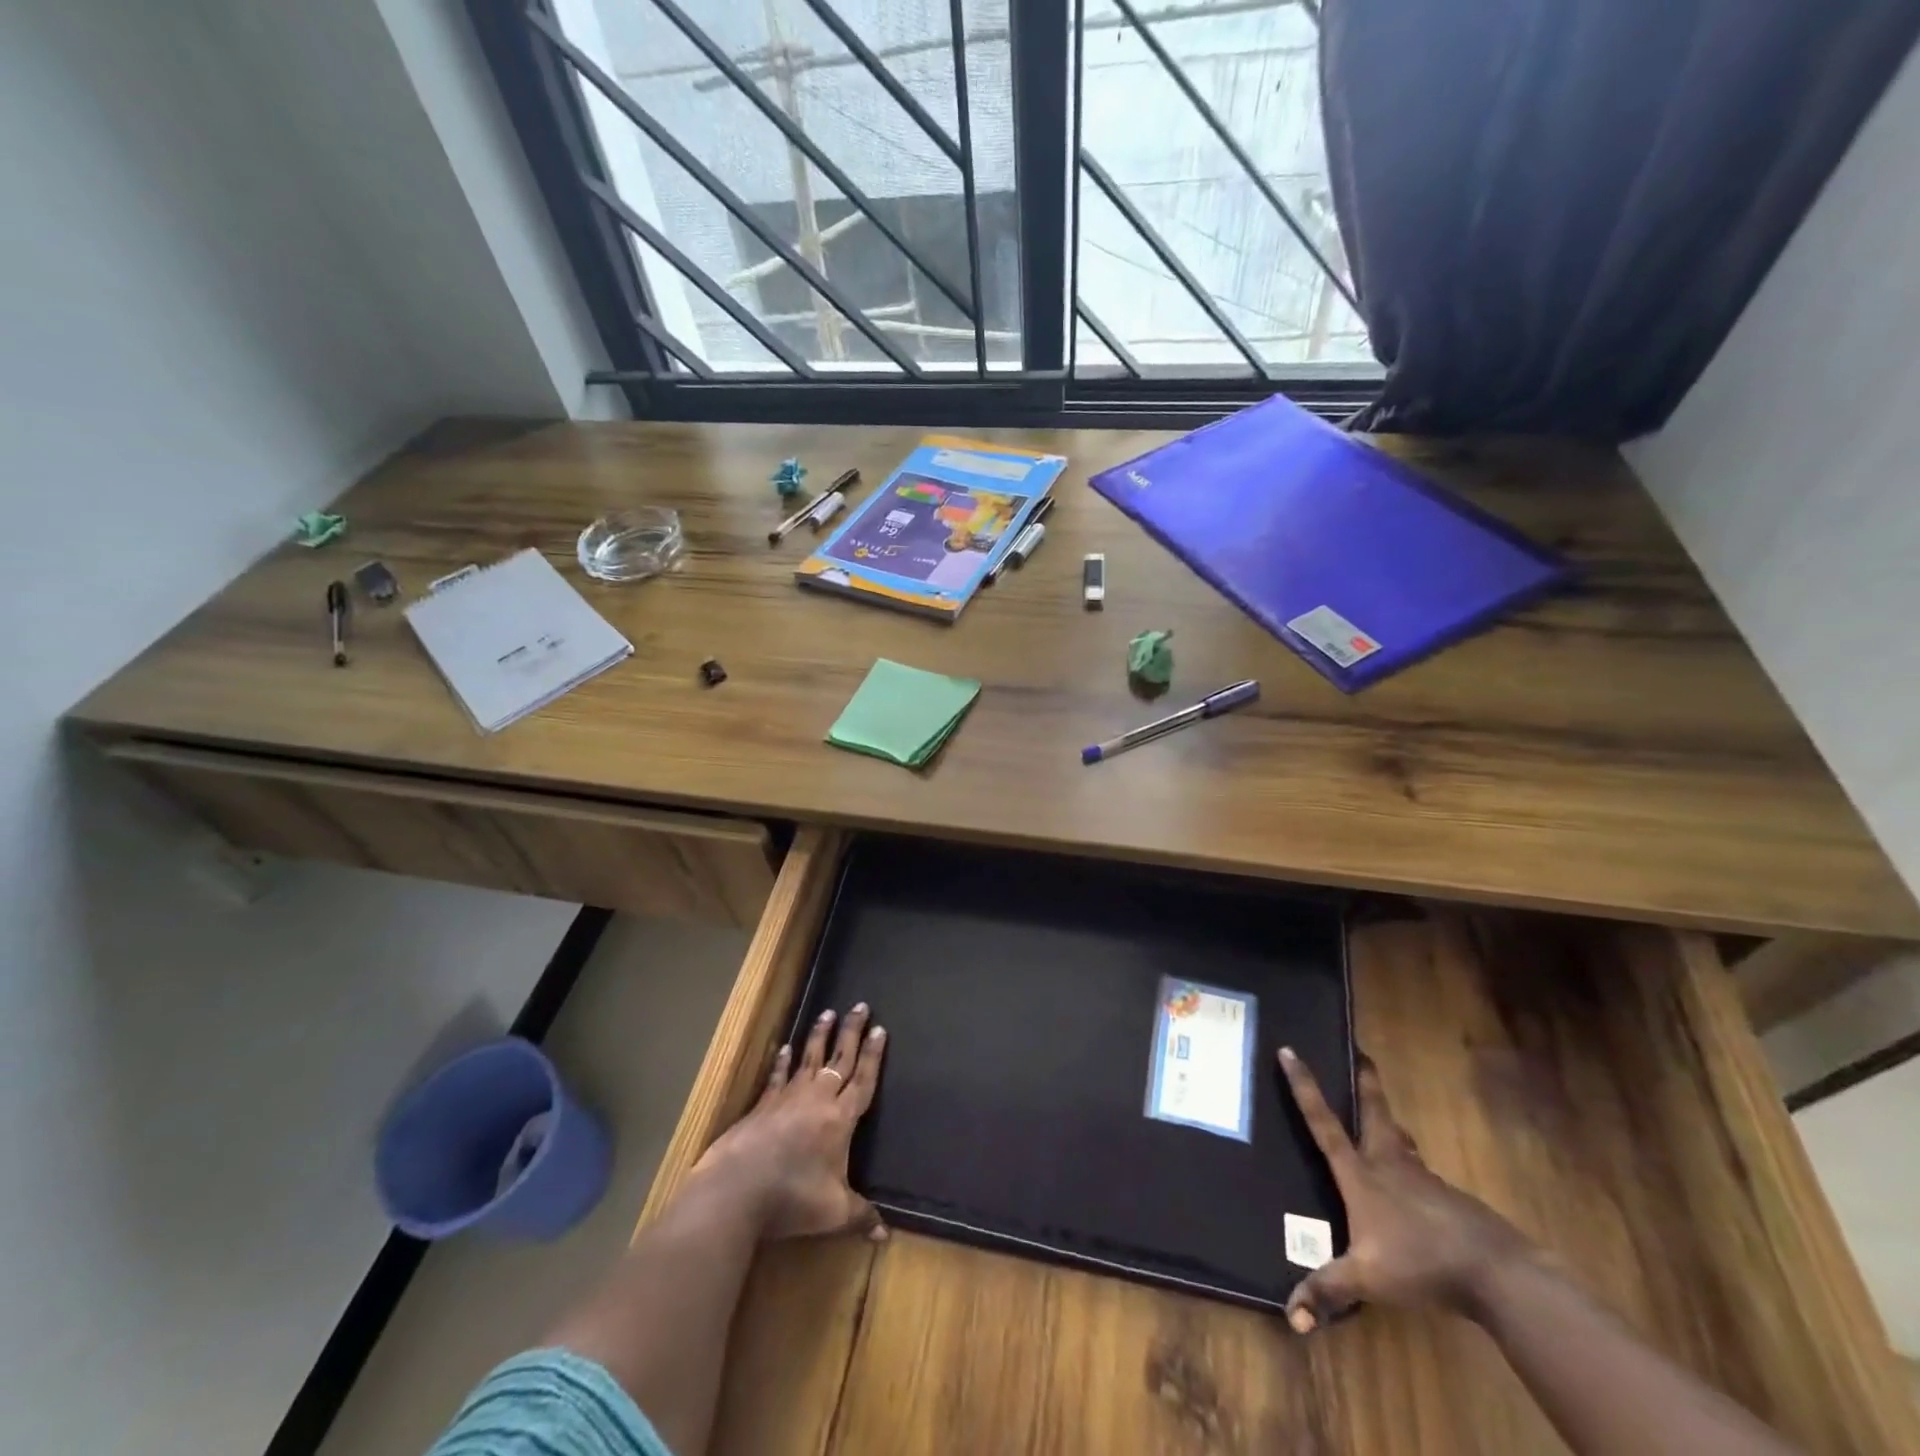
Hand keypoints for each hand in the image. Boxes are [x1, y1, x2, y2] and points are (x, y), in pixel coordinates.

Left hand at [690, 1004, 887, 1243]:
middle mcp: (817, 1099)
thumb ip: (860, 1216)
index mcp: (840, 1119)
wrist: (736, 1189)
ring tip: (827, 1013)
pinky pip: (778, 1076)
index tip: (879, 1028)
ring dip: (819, 1036)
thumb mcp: (834, 1212)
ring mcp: (787, 1098)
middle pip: (839, 1059)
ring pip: (809, 1059)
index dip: (873, 1055)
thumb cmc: (792, 1197)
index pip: (862, 1080)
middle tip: (859, 1005)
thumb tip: (886, 1234)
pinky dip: (782, 1062)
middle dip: (851, 1032)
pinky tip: (784, 1048)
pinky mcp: (763, 1105)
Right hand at [1277, 1046, 1534, 1331]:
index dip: (1304, 1086)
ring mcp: (1424, 1178)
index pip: (1323, 1121)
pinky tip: (1413, 1193)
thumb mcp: (1367, 1280)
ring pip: (1400, 1140)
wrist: (1497, 1273)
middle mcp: (1389, 1163)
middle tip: (1359, 1053)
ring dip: (1387, 1124)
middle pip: (1374, 1110)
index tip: (1290, 1050)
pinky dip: (1410, 1169)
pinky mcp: (1450, 1199)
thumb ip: (1328, 1291)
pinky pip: (1421, 1173)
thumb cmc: (1421, 1262)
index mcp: (1361, 1173)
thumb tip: (1290, 1316)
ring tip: (1380, 1122)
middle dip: (1365, 1080)